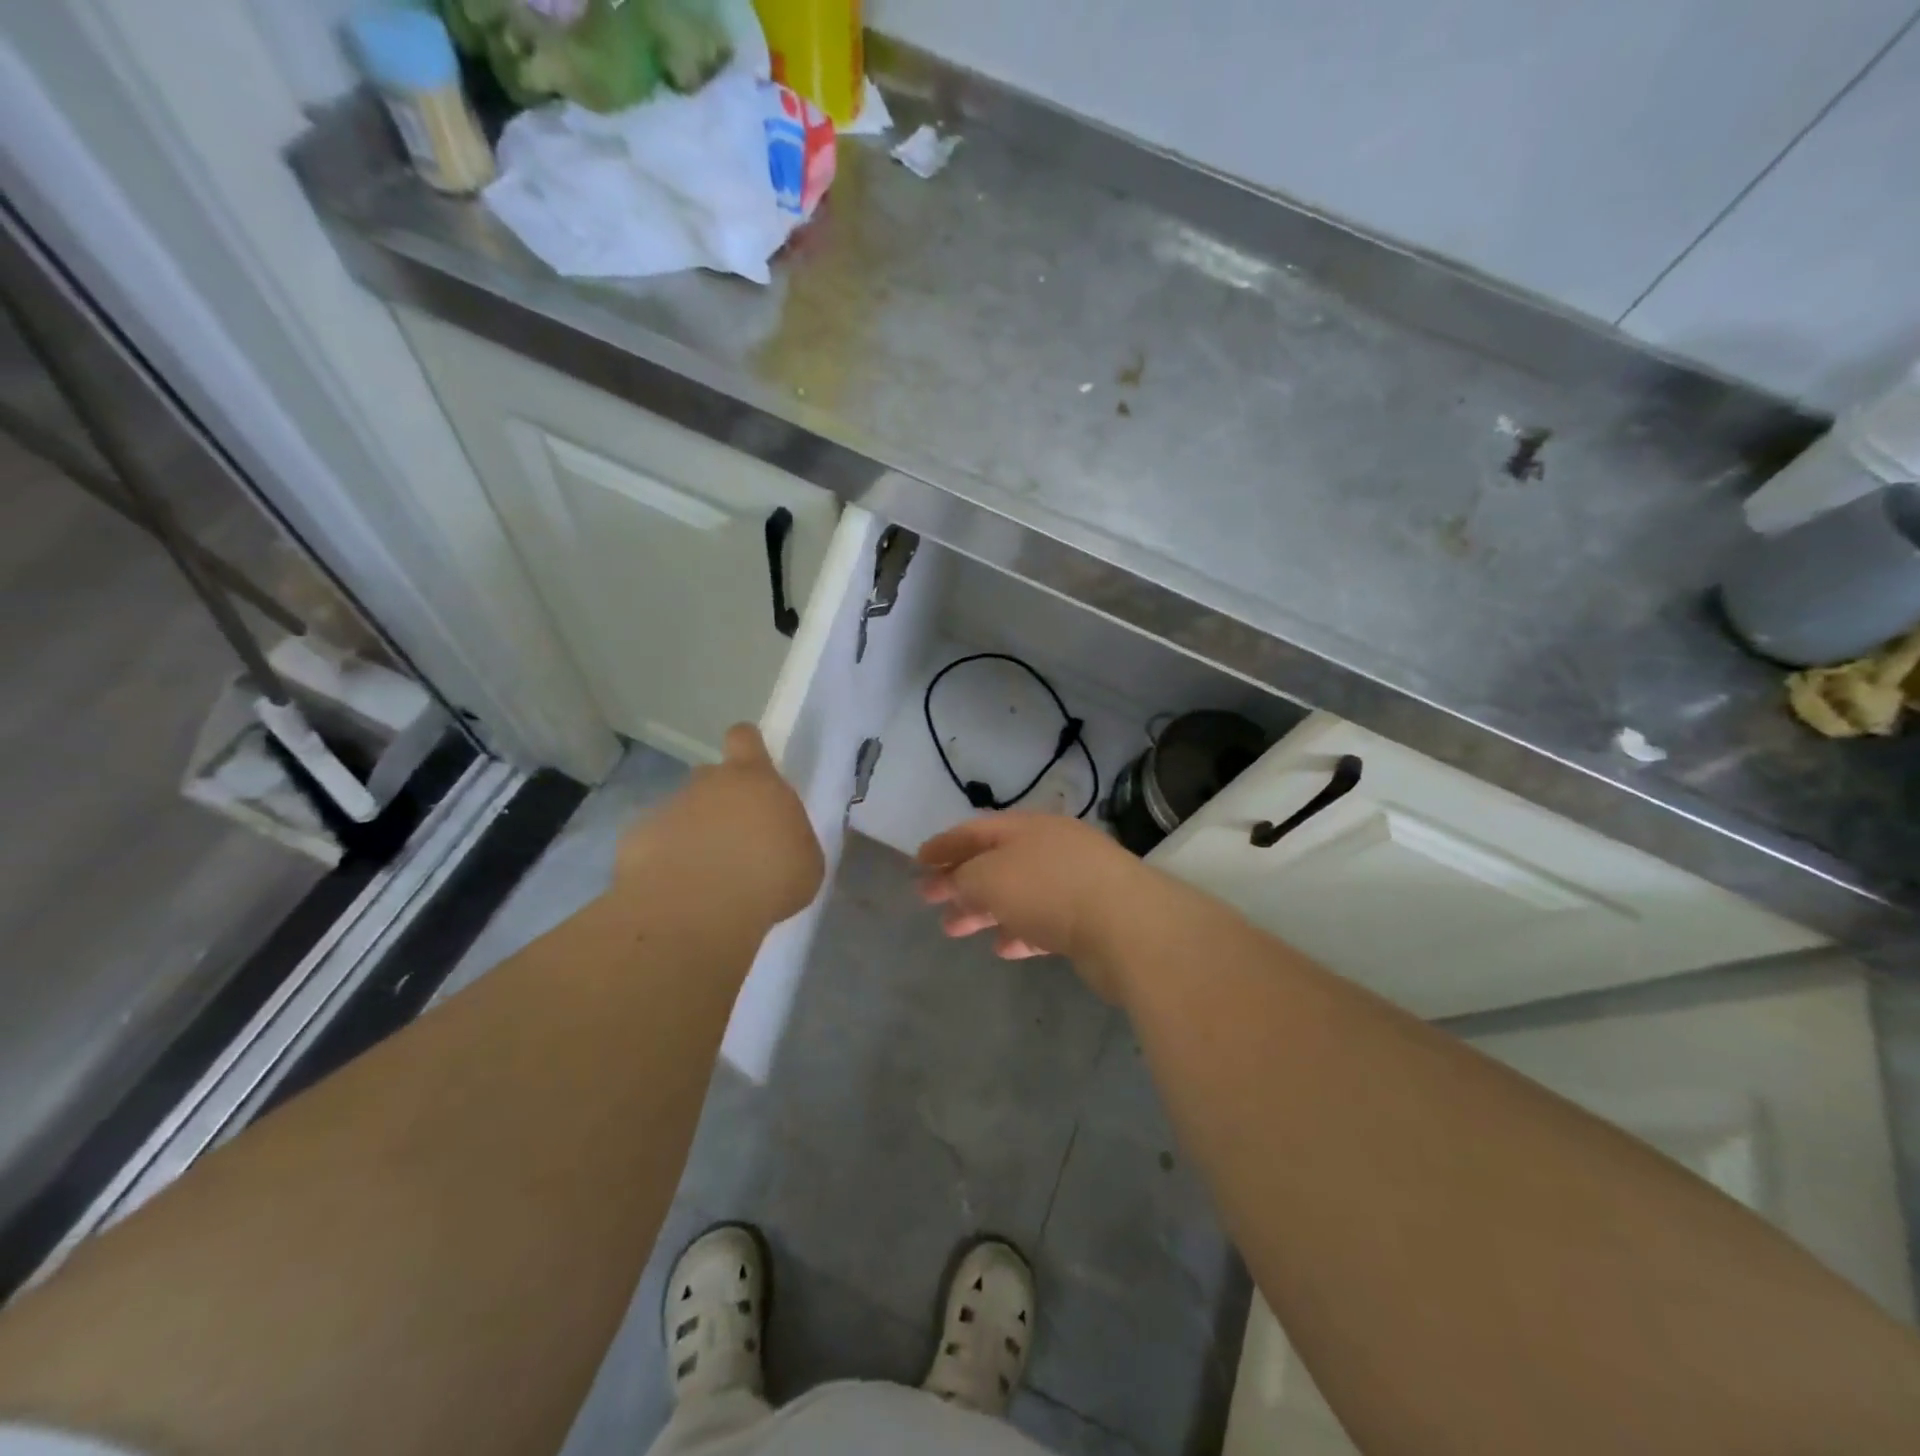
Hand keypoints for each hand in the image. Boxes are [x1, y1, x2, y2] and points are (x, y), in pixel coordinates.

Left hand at [619, 725, 824, 928]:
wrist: (695, 913)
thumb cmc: (768, 881)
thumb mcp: (805, 863)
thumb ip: (791, 839)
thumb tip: (779, 840)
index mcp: (755, 781)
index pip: (745, 738)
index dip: (747, 747)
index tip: (752, 769)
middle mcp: (708, 784)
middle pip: (711, 777)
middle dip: (719, 801)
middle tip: (733, 840)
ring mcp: (668, 809)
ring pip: (683, 812)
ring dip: (693, 835)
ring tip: (705, 876)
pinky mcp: (637, 839)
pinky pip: (657, 844)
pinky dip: (666, 861)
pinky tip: (677, 890)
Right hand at [916, 813, 1151, 998]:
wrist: (1128, 926)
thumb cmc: (1049, 889)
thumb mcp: (990, 878)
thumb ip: (964, 879)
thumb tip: (956, 883)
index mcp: (1028, 827)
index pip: (976, 830)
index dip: (944, 845)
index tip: (918, 863)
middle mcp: (1051, 848)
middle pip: (996, 861)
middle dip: (960, 880)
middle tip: (929, 901)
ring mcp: (1074, 882)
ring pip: (1018, 893)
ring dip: (984, 909)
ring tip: (954, 929)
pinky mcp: (1090, 918)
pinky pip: (1043, 921)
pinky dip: (1019, 931)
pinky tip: (1003, 948)